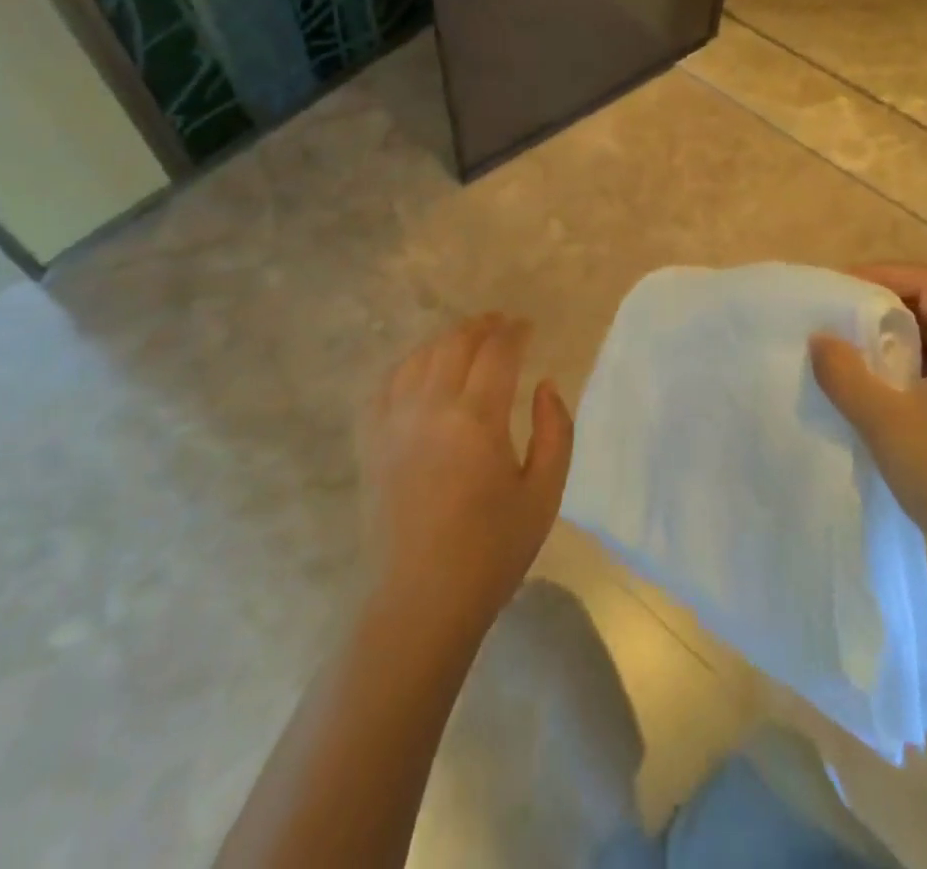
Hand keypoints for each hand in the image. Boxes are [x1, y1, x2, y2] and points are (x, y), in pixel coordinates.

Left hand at [357, 314, 573, 635]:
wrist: (421, 601)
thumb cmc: (492, 551)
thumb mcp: (544, 493)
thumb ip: (555, 430)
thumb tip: (545, 384)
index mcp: (477, 420)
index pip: (497, 352)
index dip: (514, 332)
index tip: (527, 327)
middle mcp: (431, 408)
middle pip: (455, 343)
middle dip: (482, 326)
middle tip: (501, 325)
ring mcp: (394, 422)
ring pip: (420, 356)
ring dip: (447, 340)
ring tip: (467, 341)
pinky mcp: (372, 441)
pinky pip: (387, 383)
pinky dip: (409, 364)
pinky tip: (422, 369)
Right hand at [810, 265, 926, 557]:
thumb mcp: (882, 418)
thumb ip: (845, 373)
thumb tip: (821, 340)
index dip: (888, 275)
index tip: (846, 286)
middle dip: (887, 302)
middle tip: (842, 312)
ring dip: (895, 336)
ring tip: (851, 346)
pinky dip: (905, 365)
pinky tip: (875, 388)